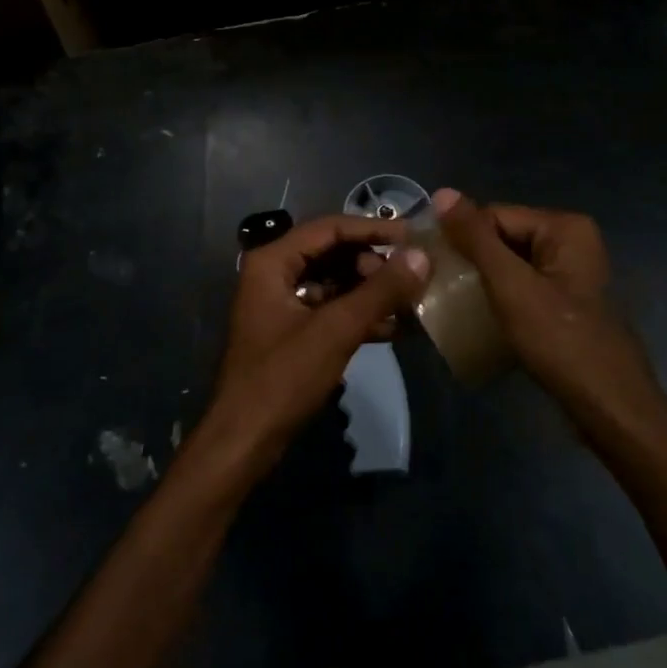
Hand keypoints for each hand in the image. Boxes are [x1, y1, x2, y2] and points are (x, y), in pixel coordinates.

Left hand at [202, 215, 430, 474]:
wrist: (245, 439)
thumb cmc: (283, 378)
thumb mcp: (335, 330)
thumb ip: (379, 291)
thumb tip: (421, 257)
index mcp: (271, 261)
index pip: (329, 228)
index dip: (372, 228)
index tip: (412, 237)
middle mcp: (272, 274)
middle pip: (331, 252)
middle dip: (371, 263)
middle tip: (407, 279)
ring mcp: (280, 303)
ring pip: (333, 282)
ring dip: (368, 291)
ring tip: (408, 302)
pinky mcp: (290, 331)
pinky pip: (328, 309)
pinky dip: (357, 315)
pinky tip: (391, 328)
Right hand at [432, 189, 666, 443]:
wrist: (608, 405)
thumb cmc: (559, 339)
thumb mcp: (510, 285)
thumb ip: (476, 239)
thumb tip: (442, 193)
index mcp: (564, 227)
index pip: (493, 215)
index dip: (461, 238)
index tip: (430, 265)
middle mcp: (571, 241)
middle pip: (502, 238)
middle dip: (470, 261)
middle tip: (437, 287)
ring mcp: (570, 273)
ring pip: (509, 265)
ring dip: (481, 282)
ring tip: (451, 303)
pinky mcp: (566, 302)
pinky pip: (522, 287)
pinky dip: (499, 298)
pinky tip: (479, 317)